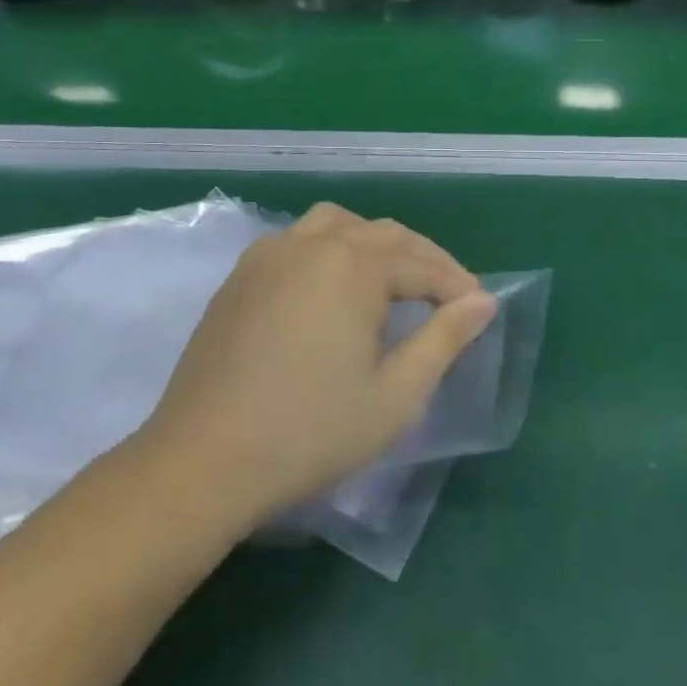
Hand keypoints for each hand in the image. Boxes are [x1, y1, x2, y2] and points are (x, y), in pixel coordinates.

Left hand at [138, 205, 497, 522]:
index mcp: (354, 267)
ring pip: (338, 225)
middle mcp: (313, 244)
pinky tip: (333, 285)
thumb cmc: (310, 432)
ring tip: (393, 277)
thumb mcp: (395, 395)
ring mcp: (271, 254)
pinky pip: (299, 239)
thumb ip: (445, 340)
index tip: (480, 306)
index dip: (456, 285)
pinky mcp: (242, 274)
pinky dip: (331, 248)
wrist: (203, 461)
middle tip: (449, 293)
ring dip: (375, 243)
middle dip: (423, 259)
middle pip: (384, 235)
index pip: (422, 265)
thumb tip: (483, 301)